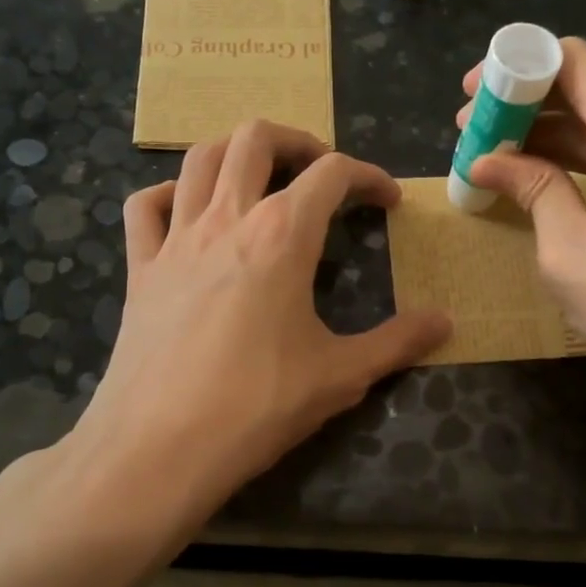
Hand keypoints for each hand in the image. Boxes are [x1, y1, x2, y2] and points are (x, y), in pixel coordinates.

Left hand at [64, 121, 449, 516]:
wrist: (159, 449)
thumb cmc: (257, 406)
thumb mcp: (341, 376)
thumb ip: (398, 342)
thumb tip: (445, 322)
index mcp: (282, 235)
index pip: (332, 174)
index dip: (368, 176)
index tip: (387, 201)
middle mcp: (227, 219)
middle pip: (257, 138)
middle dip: (297, 141)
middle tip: (320, 172)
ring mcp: (175, 239)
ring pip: (199, 158)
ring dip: (236, 152)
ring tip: (261, 176)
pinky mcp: (140, 268)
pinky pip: (145, 207)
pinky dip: (168, 194)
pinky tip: (187, 212)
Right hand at [460, 39, 585, 419]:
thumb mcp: (570, 253)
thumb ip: (533, 189)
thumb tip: (489, 160)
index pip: (573, 61)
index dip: (517, 67)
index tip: (474, 96)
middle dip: (528, 107)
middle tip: (475, 136)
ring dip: (556, 136)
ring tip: (502, 160)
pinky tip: (552, 179)